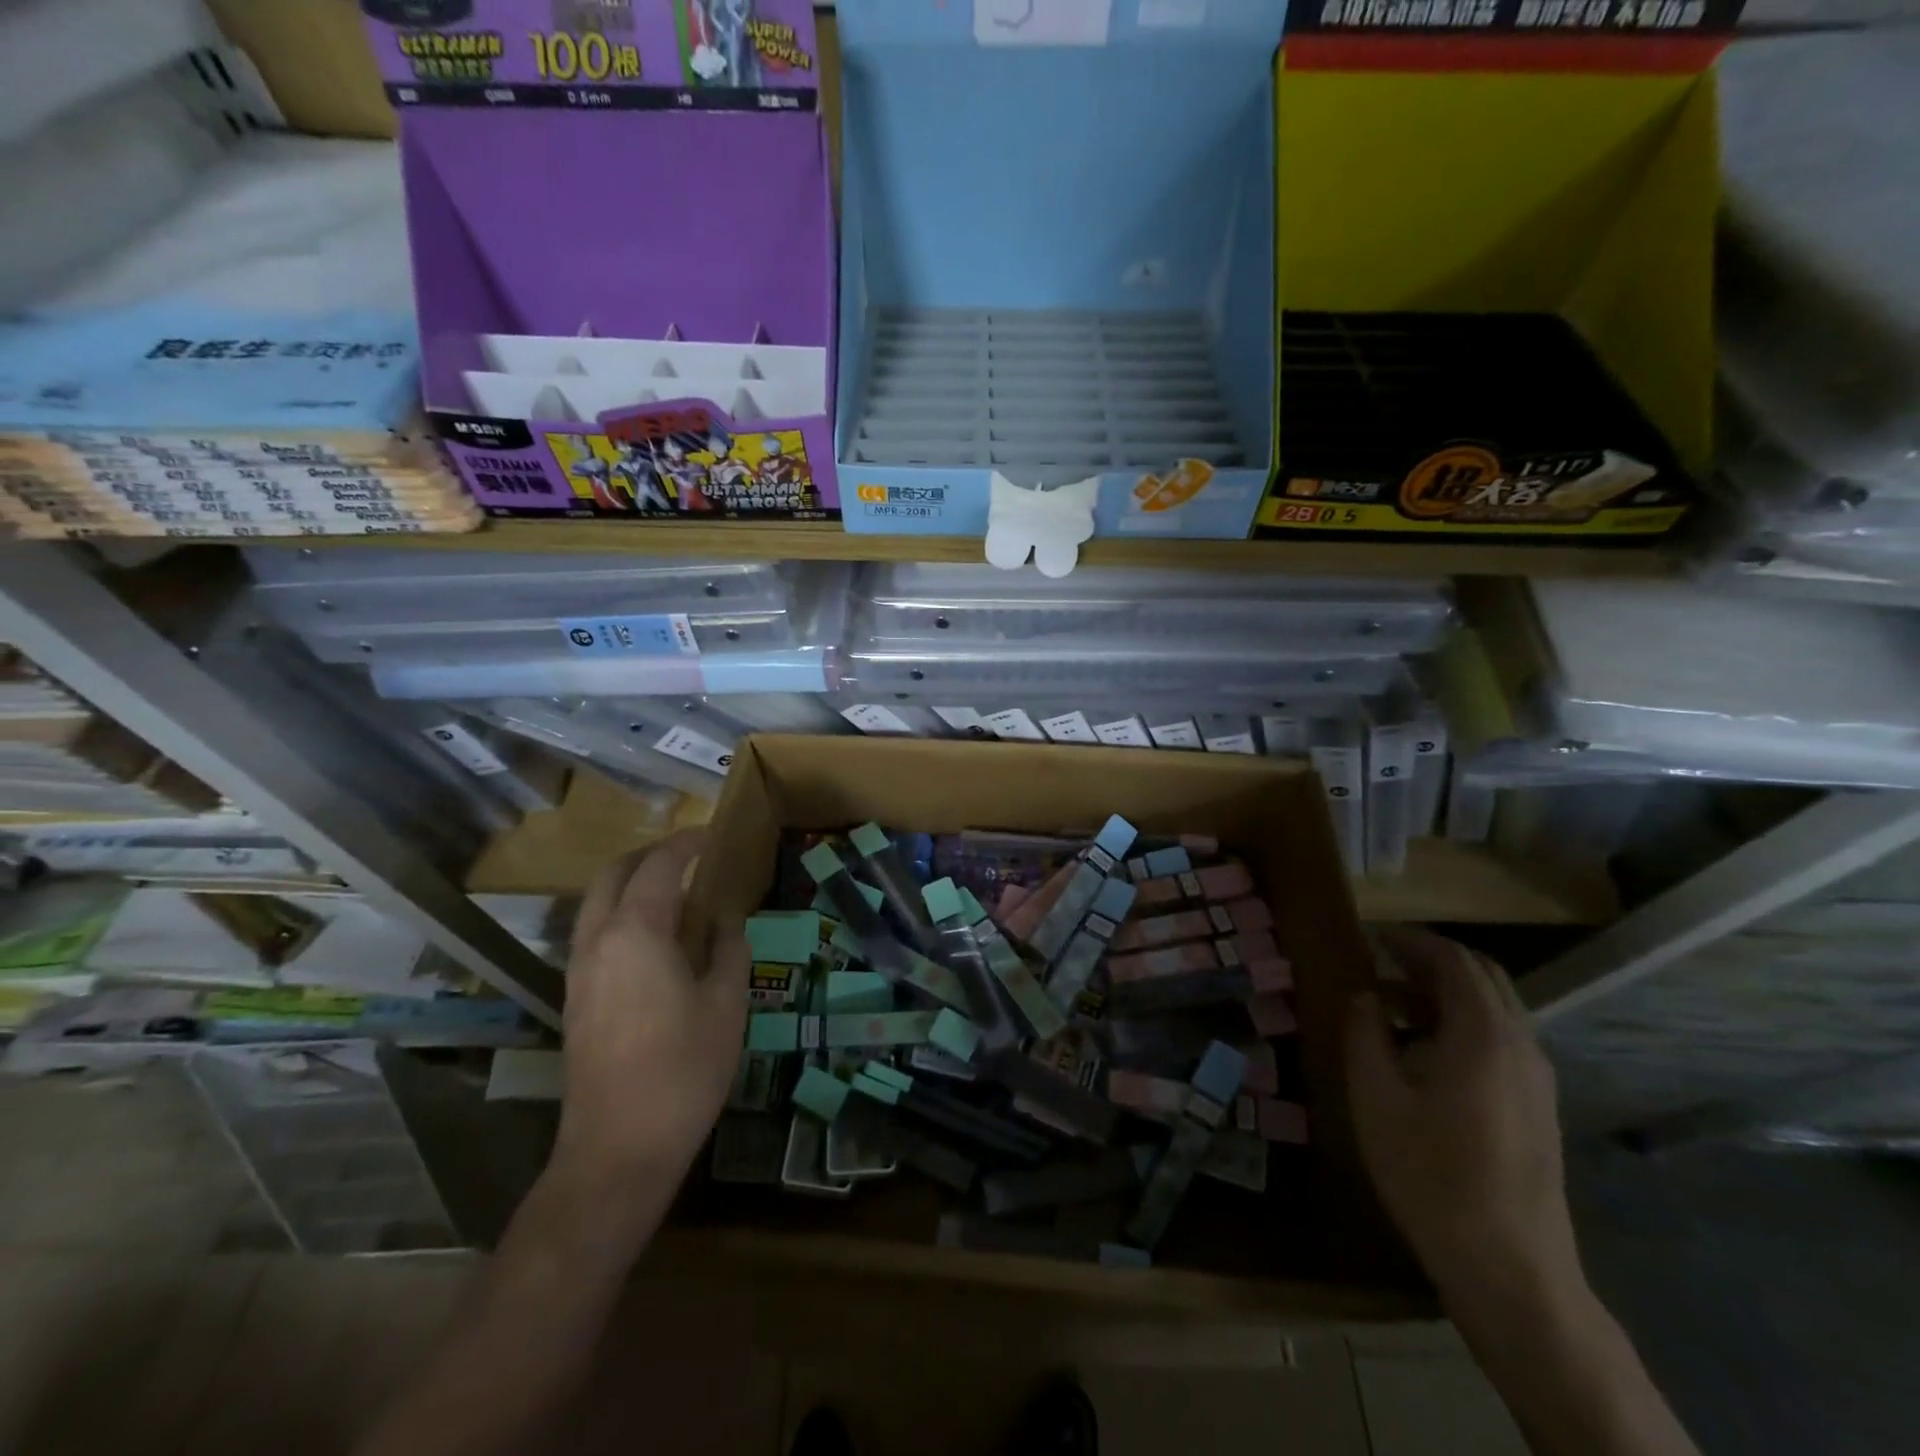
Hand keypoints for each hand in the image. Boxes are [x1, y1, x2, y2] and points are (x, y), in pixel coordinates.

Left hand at [554, 829, 749, 1187]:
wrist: (618, 1147)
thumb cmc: (684, 1069)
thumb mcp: (726, 1003)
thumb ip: (729, 949)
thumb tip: (725, 922)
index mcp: (636, 932)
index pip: (658, 867)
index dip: (686, 843)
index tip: (712, 834)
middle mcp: (598, 941)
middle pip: (613, 875)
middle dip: (649, 856)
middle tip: (690, 856)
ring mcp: (579, 971)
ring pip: (596, 904)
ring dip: (630, 884)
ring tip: (674, 892)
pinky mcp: (575, 998)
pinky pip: (594, 933)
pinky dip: (621, 914)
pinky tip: (654, 938)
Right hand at [1345, 928, 1580, 1306]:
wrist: (1510, 1266)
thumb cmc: (1431, 1173)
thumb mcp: (1376, 1097)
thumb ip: (1365, 1033)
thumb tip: (1365, 995)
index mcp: (1483, 1034)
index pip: (1453, 960)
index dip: (1412, 940)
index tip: (1372, 935)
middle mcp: (1521, 1044)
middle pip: (1483, 976)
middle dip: (1432, 958)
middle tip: (1382, 959)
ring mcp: (1537, 1077)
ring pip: (1495, 1007)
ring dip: (1446, 991)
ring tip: (1393, 1001)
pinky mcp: (1538, 1104)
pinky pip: (1501, 1037)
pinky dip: (1462, 1020)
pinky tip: (1424, 1047)